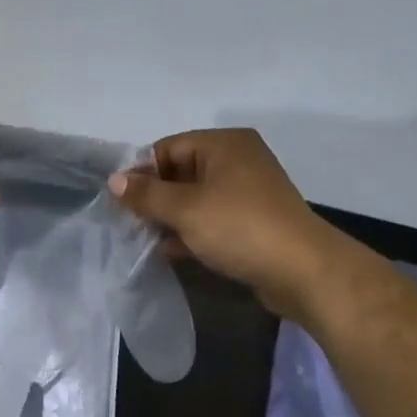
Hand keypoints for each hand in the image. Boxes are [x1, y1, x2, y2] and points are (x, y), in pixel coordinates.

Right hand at [108, 129, 339, 316]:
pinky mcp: (252, 222)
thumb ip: (146, 194)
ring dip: (170, 219)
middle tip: (129, 224)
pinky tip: (171, 252)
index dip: (141, 173)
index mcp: (224, 144)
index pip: (168, 148)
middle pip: (180, 173)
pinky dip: (191, 232)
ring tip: (145, 241)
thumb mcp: (185, 209)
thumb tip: (114, 180)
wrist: (302, 271)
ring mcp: (247, 193)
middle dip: (154, 199)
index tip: (120, 203)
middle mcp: (237, 161)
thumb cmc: (240, 228)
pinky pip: (211, 219)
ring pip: (195, 199)